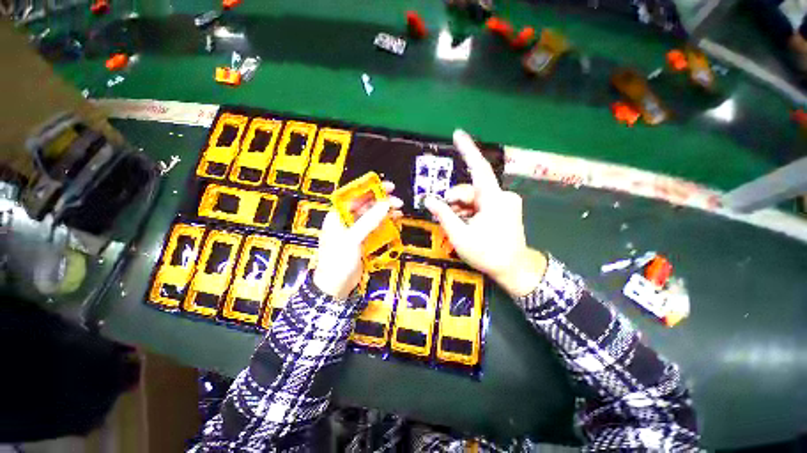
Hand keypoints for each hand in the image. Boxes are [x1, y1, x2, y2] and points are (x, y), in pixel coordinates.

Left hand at [314, 182, 402, 299]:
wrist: (336, 287)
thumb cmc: (338, 260)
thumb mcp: (353, 238)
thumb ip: (369, 221)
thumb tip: (385, 204)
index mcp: (337, 215)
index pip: (354, 196)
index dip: (371, 189)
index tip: (387, 187)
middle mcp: (346, 220)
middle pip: (365, 205)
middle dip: (382, 202)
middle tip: (397, 202)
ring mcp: (355, 231)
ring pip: (372, 216)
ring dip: (385, 213)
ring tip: (399, 212)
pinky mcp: (363, 240)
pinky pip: (375, 228)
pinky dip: (384, 225)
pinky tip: (394, 223)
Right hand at [424, 130, 546, 297]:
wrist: (513, 270)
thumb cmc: (487, 254)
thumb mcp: (460, 235)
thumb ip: (444, 215)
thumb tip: (428, 199)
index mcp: (494, 200)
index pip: (479, 168)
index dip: (468, 150)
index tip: (457, 134)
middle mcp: (502, 196)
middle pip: (471, 189)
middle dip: (455, 200)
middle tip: (443, 213)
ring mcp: (504, 202)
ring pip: (474, 197)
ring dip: (460, 208)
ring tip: (455, 224)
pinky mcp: (504, 209)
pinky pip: (481, 204)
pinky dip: (469, 211)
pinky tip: (464, 223)